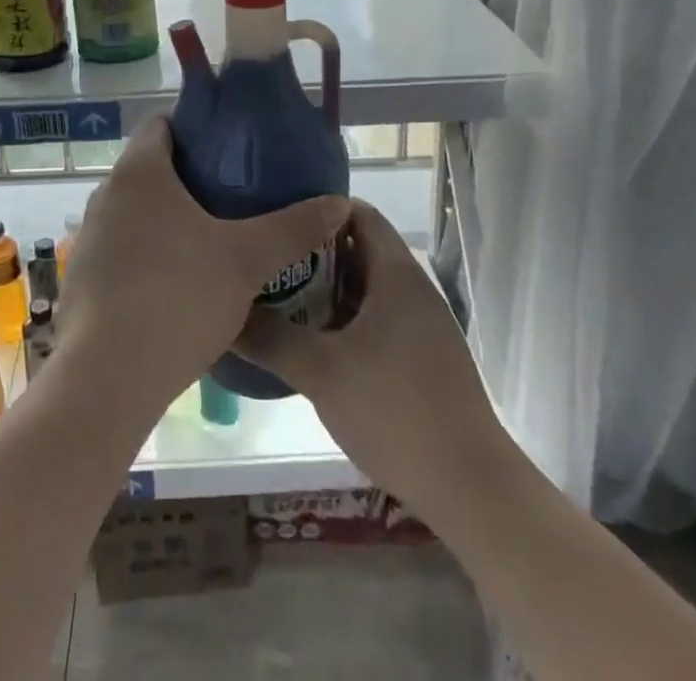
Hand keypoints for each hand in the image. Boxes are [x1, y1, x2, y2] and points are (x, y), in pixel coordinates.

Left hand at [54, 117, 348, 411]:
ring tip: (211, 240)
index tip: (229, 146)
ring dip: (167, 219)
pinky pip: (121, 249)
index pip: (159, 123)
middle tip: (233, 196)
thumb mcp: (246, 260)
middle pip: (149, 169)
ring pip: (135, 212)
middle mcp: (106, 194)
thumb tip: (338, 203)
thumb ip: (293, 227)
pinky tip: (177, 286)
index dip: (194, 127)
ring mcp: (88, 237)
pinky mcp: (81, 278)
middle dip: (189, 177)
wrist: (108, 377)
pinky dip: (147, 254)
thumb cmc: (178, 297)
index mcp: (139, 172)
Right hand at [234, 200, 514, 540]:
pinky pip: (375, 318)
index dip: (317, 207)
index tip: (276, 214)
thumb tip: (224, 311)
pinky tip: (311, 342)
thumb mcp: (321, 372)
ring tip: (277, 296)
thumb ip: (269, 337)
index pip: (357, 213)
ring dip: (325, 288)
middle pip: (358, 248)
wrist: (471, 489)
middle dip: (312, 251)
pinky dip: (343, 318)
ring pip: (365, 287)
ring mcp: (421, 325)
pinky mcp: (422, 358)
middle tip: (266, 257)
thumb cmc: (396, 413)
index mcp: (396, 274)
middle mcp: (412, 289)